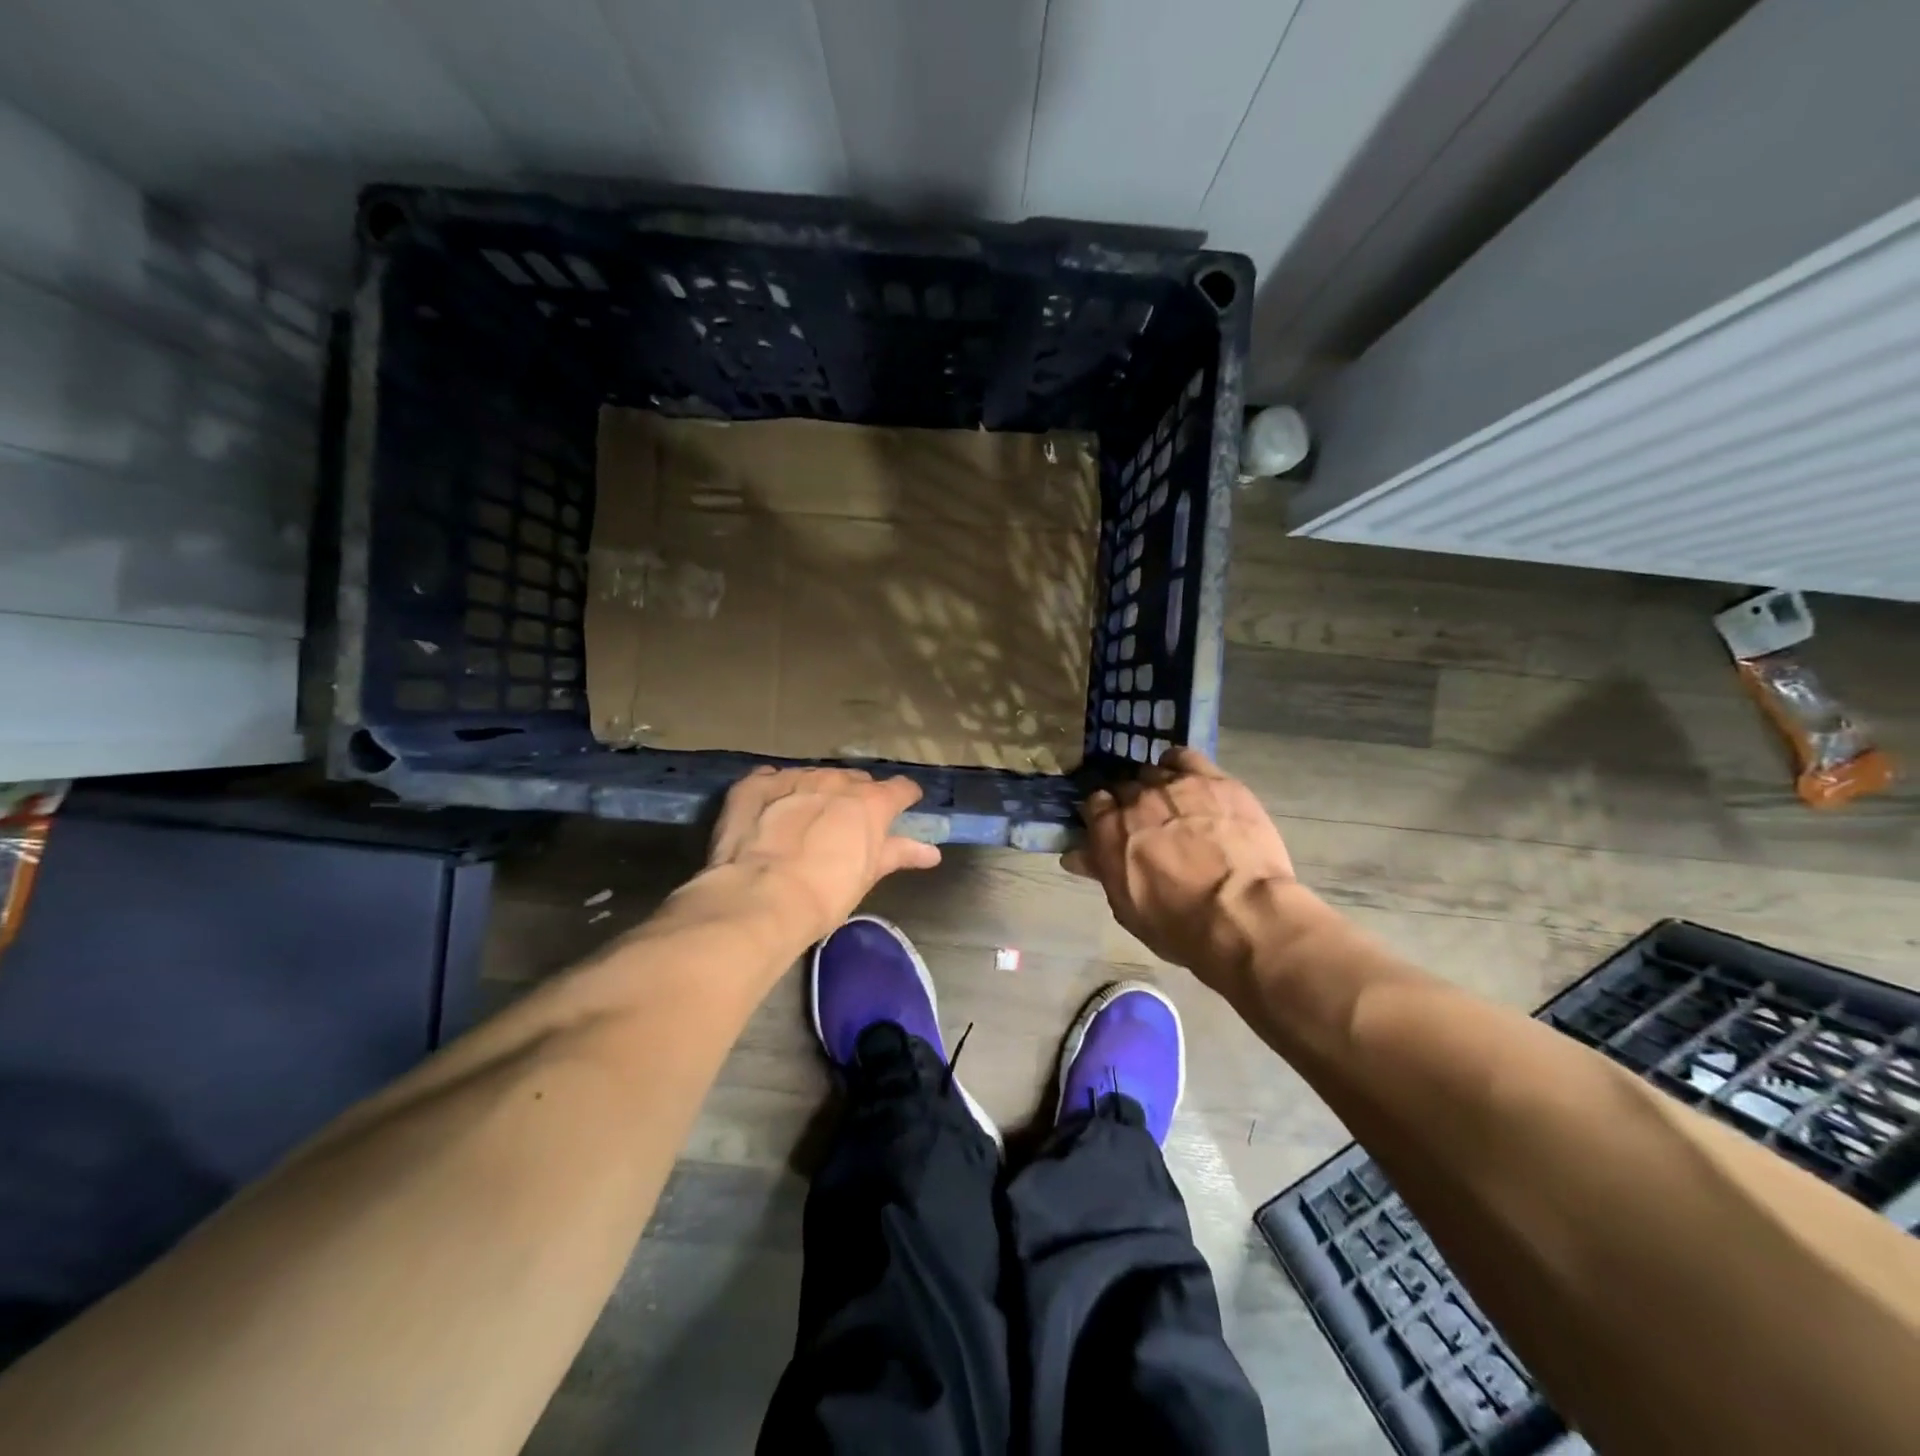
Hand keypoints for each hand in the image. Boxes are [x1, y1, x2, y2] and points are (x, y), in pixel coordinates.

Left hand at [706, 766, 941, 944]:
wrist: (760, 897)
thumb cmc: (825, 894)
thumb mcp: (867, 876)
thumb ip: (899, 854)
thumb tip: (932, 852)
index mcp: (871, 802)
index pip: (901, 789)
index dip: (904, 798)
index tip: (902, 808)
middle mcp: (836, 780)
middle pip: (856, 780)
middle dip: (856, 797)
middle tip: (849, 825)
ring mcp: (794, 778)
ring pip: (815, 776)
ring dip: (818, 792)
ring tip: (807, 819)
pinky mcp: (755, 784)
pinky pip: (772, 778)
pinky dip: (777, 791)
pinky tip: (771, 809)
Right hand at [1064, 747, 1296, 982]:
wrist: (1241, 913)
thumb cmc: (1178, 924)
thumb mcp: (1127, 906)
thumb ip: (1102, 870)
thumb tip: (1073, 854)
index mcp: (1109, 830)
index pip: (1094, 804)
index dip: (1104, 814)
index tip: (1114, 827)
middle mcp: (1136, 799)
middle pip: (1125, 786)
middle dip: (1132, 801)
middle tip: (1148, 822)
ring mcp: (1175, 785)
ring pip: (1155, 770)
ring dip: (1157, 784)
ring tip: (1173, 804)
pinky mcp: (1214, 780)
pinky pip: (1187, 757)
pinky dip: (1180, 764)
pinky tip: (1189, 779)